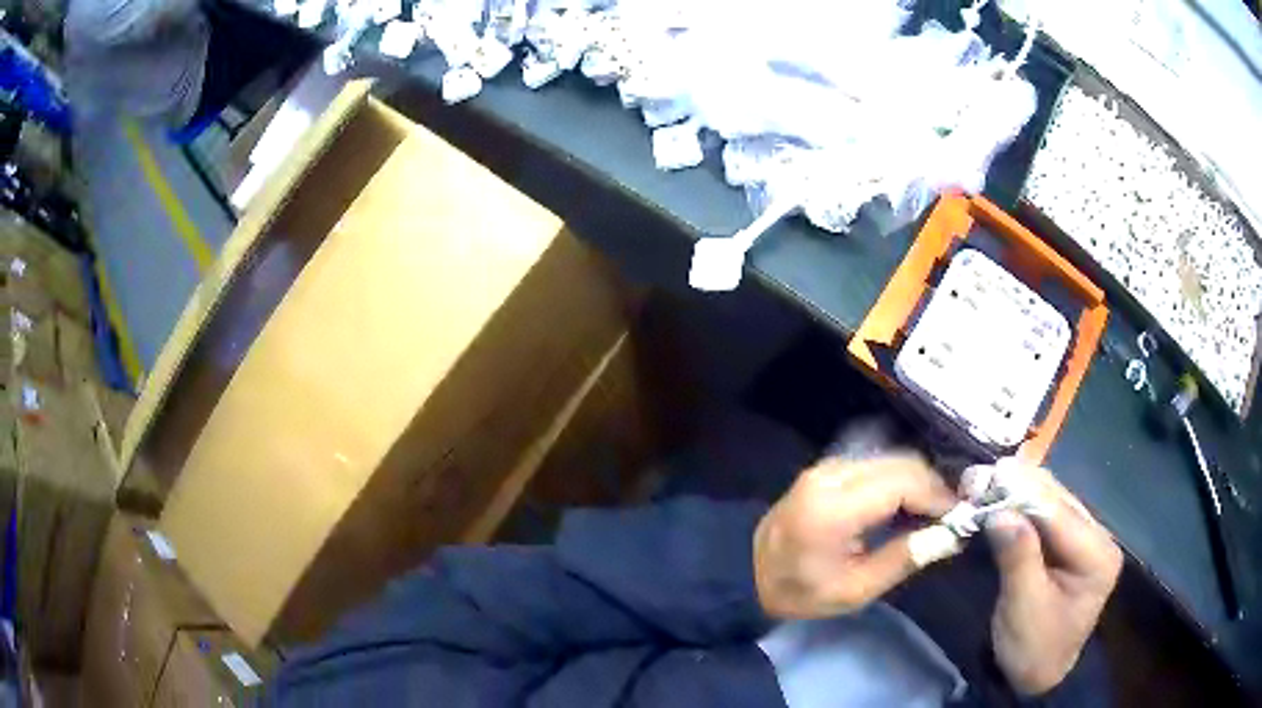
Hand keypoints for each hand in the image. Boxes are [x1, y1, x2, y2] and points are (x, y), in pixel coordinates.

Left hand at [754, 454, 957, 618]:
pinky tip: (909, 505)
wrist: (747, 572)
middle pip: (901, 463)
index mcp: (835, 507)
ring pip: (891, 459)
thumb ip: (904, 558)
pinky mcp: (828, 469)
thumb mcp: (854, 589)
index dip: (938, 495)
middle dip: (934, 485)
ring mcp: (828, 467)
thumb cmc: (800, 591)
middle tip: (952, 515)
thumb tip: (950, 535)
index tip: (961, 516)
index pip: (903, 482)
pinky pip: (876, 464)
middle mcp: (832, 474)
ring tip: (935, 513)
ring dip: (919, 481)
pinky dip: (900, 480)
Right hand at [984, 466, 1121, 694]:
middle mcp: (1097, 536)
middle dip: (1018, 487)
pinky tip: (998, 498)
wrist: (1036, 676)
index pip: (1060, 515)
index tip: (990, 475)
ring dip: (1016, 492)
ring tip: (982, 483)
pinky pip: (1044, 516)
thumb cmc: (1032, 649)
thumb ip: (1018, 558)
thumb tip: (998, 512)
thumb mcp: (1023, 609)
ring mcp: (1084, 537)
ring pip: (1050, 502)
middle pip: (1057, 501)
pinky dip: (1018, 506)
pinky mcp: (1067, 543)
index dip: (1025, 493)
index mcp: (1098, 555)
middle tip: (978, 479)